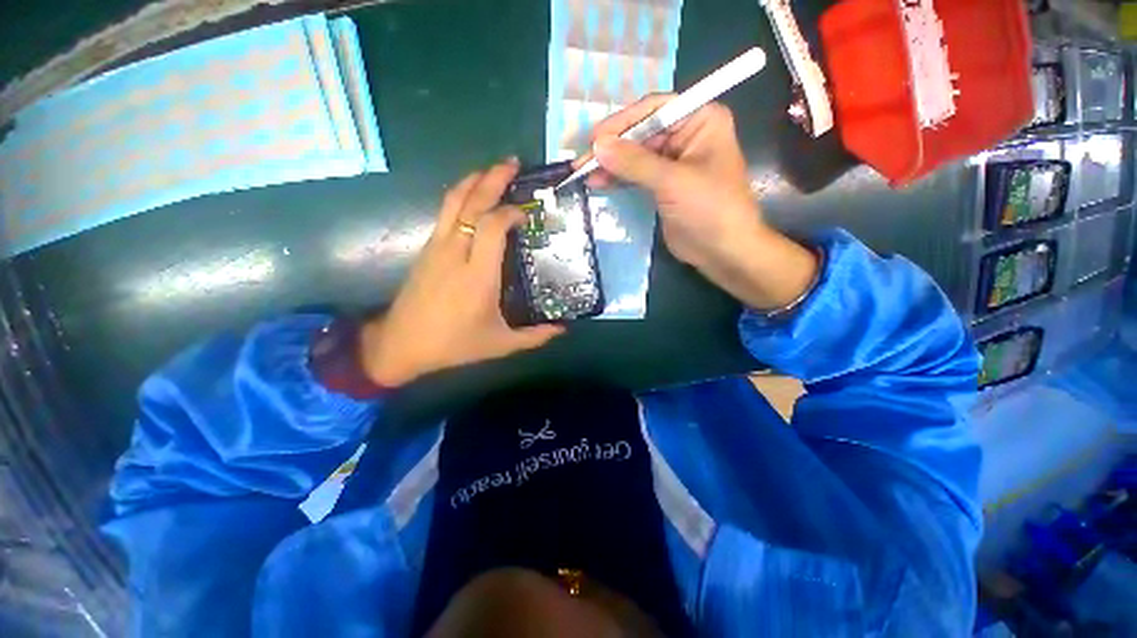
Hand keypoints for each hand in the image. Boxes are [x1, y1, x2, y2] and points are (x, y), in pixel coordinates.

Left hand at [360, 160, 563, 386]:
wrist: (401, 344)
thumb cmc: (454, 344)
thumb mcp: (500, 344)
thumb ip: (535, 336)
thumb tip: (563, 328)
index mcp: (478, 275)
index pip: (493, 226)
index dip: (511, 212)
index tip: (527, 214)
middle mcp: (456, 253)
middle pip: (472, 203)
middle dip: (493, 178)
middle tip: (513, 163)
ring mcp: (437, 247)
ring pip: (454, 201)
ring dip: (475, 180)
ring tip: (493, 170)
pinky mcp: (427, 248)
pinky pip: (446, 212)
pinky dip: (462, 195)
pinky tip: (473, 195)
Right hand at [585, 95, 818, 310]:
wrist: (723, 251)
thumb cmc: (709, 209)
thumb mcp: (672, 182)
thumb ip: (634, 163)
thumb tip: (597, 146)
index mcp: (700, 119)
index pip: (654, 110)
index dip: (622, 123)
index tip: (594, 139)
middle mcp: (686, 135)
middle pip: (641, 133)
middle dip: (612, 148)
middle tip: (582, 162)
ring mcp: (673, 162)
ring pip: (635, 156)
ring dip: (611, 164)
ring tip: (584, 174)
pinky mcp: (663, 185)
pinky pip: (636, 175)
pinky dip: (618, 178)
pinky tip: (599, 183)